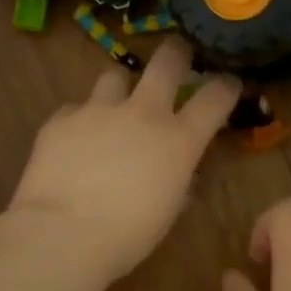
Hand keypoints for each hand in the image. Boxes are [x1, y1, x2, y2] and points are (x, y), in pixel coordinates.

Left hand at [9, 41, 240, 282]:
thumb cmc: (127, 236)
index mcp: (178, 140)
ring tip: (114, 107)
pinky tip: (74, 142)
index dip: (226, 86)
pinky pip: (76, 108)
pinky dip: (80, 121)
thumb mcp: (167, 211)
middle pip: (167, 61)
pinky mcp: (61, 118)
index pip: (215, 97)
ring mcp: (99, 110)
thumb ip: (178, 181)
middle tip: (176, 57)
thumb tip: (181, 173)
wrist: (63, 235)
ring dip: (120, 88)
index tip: (228, 84)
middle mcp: (143, 113)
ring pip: (115, 76)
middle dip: (176, 54)